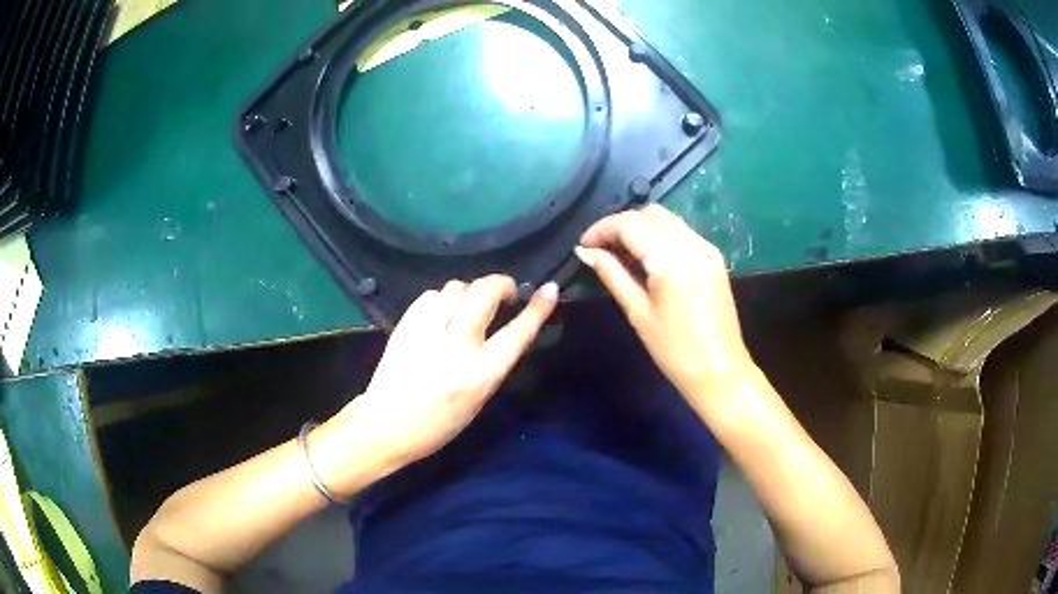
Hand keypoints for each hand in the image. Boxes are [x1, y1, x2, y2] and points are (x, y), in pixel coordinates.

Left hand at [336, 275, 557, 472]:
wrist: (386, 426)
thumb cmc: (438, 424)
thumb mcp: (478, 400)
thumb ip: (493, 363)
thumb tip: (505, 328)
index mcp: (482, 374)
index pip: (518, 332)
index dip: (538, 308)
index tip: (549, 289)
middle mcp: (458, 347)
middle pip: (485, 292)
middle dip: (500, 284)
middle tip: (503, 293)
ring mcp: (429, 332)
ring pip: (457, 287)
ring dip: (469, 291)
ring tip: (468, 306)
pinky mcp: (406, 325)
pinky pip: (431, 295)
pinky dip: (441, 298)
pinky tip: (440, 312)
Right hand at [576, 204, 754, 404]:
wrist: (719, 371)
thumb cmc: (675, 350)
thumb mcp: (638, 312)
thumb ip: (612, 274)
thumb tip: (585, 252)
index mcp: (672, 259)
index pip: (630, 224)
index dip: (602, 228)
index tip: (584, 245)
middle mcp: (692, 244)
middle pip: (650, 214)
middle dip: (621, 224)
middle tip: (600, 248)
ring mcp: (707, 248)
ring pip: (667, 219)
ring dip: (640, 227)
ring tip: (619, 252)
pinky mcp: (713, 257)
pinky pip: (680, 232)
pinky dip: (658, 235)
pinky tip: (646, 257)